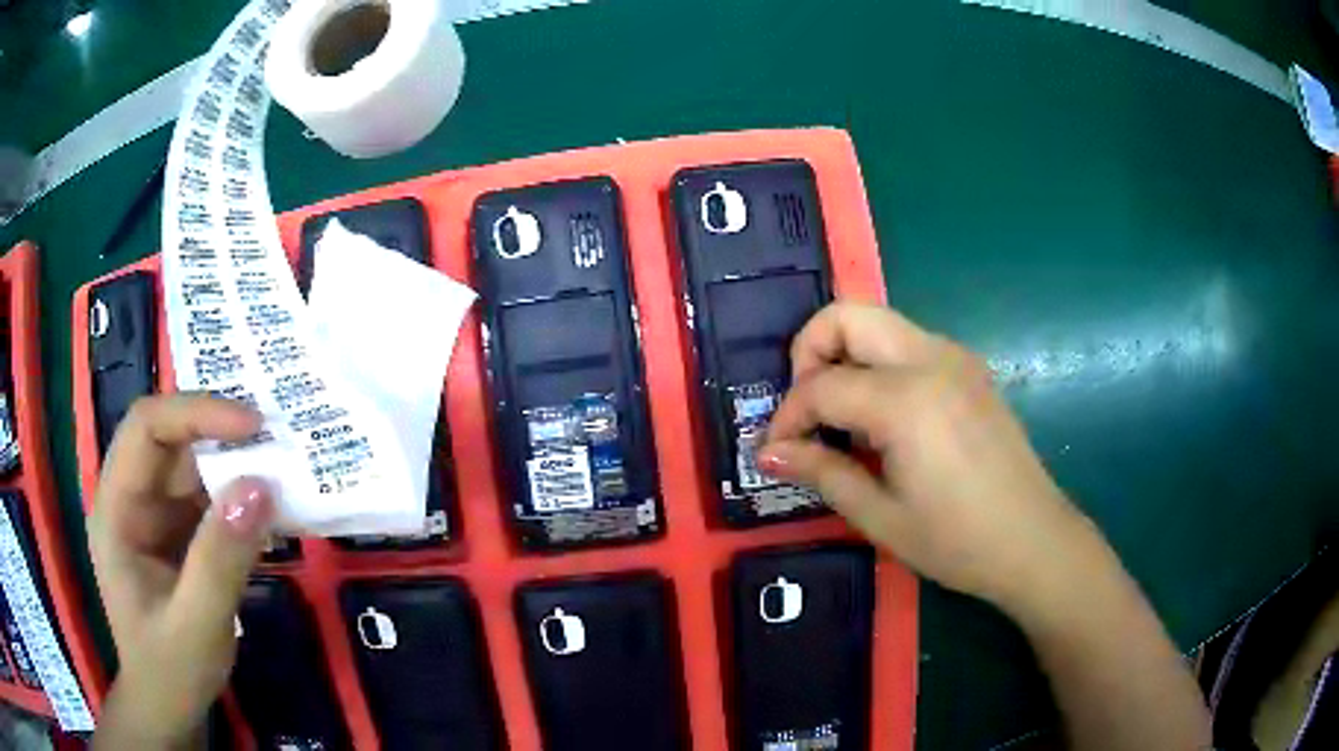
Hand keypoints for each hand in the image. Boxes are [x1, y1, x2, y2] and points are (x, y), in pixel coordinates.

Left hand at [89, 395, 273, 749]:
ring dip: (236, 462)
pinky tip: (272, 506)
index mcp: (116, 508)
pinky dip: (240, 495)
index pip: (146, 428)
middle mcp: (132, 497)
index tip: (253, 426)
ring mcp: (155, 514)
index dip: (196, 413)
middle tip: (278, 438)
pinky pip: (209, 497)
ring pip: (193, 464)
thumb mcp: (197, 626)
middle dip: (221, 431)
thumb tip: (260, 486)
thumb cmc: (171, 671)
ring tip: (286, 466)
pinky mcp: (178, 533)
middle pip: (171, 438)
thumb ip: (220, 560)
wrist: (169, 707)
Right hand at [759, 303, 1099, 611]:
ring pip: (879, 322)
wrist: (1034, 541)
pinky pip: (908, 344)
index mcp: (907, 400)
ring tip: (839, 419)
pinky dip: (877, 364)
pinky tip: (882, 420)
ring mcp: (956, 358)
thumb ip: (823, 473)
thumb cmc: (958, 541)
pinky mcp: (969, 369)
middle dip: (809, 352)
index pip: (822, 385)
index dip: (787, 417)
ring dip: (845, 356)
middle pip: (848, 315)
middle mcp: (931, 359)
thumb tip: (769, 453)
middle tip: (805, 410)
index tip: (774, 452)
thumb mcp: (881, 518)